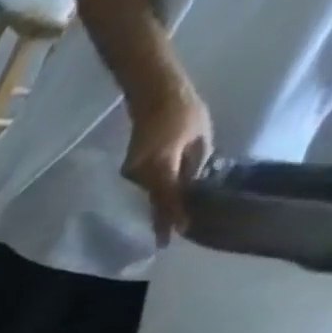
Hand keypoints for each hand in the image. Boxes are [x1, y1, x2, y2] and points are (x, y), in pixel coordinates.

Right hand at [123, 80, 213, 244]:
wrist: (154, 96)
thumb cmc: (184, 111)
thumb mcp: (200, 136)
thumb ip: (195, 163)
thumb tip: (192, 184)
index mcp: (161, 165)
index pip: (167, 197)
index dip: (173, 217)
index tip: (174, 237)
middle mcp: (141, 174)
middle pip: (155, 199)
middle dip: (165, 215)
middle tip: (170, 234)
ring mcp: (132, 173)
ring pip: (150, 192)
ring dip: (162, 202)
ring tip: (174, 214)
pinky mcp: (130, 170)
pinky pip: (146, 184)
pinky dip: (156, 190)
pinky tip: (166, 193)